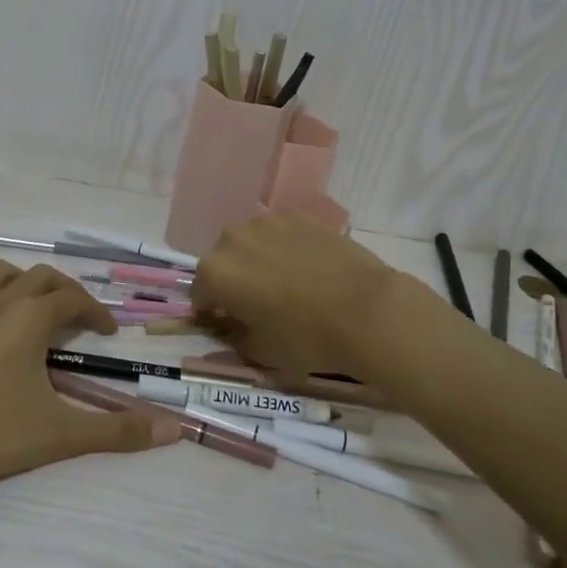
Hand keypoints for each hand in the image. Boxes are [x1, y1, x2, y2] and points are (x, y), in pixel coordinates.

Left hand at [0, 262, 179, 493]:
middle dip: (64, 292)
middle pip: (40, 277)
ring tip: (28, 310)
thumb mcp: (58, 434)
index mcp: (29, 317)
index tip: (107, 332)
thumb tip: (173, 431)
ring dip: (21, 285)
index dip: (96, 312)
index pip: (74, 299)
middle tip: (75, 318)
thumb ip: (115, 432)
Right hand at [190, 213, 406, 385]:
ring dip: (257, 259)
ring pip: (251, 242)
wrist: (366, 310)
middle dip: (233, 280)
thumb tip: (228, 328)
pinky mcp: (299, 215)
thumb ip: (233, 337)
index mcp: (215, 272)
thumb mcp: (261, 352)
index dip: (212, 311)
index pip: (200, 293)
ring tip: (284, 281)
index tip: (228, 323)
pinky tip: (307, 266)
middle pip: (223, 261)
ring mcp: (267, 221)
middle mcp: (232, 238)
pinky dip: (285, 246)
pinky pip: (280, 233)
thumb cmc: (306, 338)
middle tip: (258, 303)